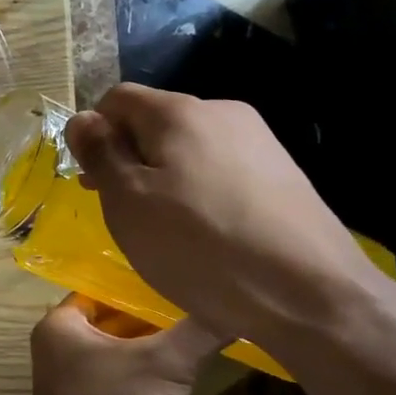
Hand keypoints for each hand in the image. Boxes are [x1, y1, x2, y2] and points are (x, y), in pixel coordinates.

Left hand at [28, 295, 218, 394]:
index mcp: (61, 325)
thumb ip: (199, 330)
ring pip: (120, 354)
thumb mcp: (165, 365)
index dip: (141, 283)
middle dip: (153, 317)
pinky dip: (148, 380)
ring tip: (200, 335)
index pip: (103, 288)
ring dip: (154, 350)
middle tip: (199, 305)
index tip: (181, 277)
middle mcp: (60, 349)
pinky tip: (183, 379)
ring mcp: (73, 384)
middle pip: (114, 321)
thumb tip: (239, 302)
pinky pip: (122, 384)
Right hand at [65, 84, 380, 346]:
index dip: (94, 133)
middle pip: (156, 121)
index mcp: (180, 112)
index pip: (118, 98)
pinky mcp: (283, 175)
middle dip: (129, 157)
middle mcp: (222, 113)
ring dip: (162, 176)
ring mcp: (260, 142)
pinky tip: (205, 234)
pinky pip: (221, 170)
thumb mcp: (128, 202)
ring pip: (189, 148)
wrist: (312, 295)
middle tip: (120, 209)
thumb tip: (82, 119)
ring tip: (163, 227)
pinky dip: (199, 192)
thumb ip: (100, 153)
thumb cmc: (200, 246)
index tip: (91, 180)